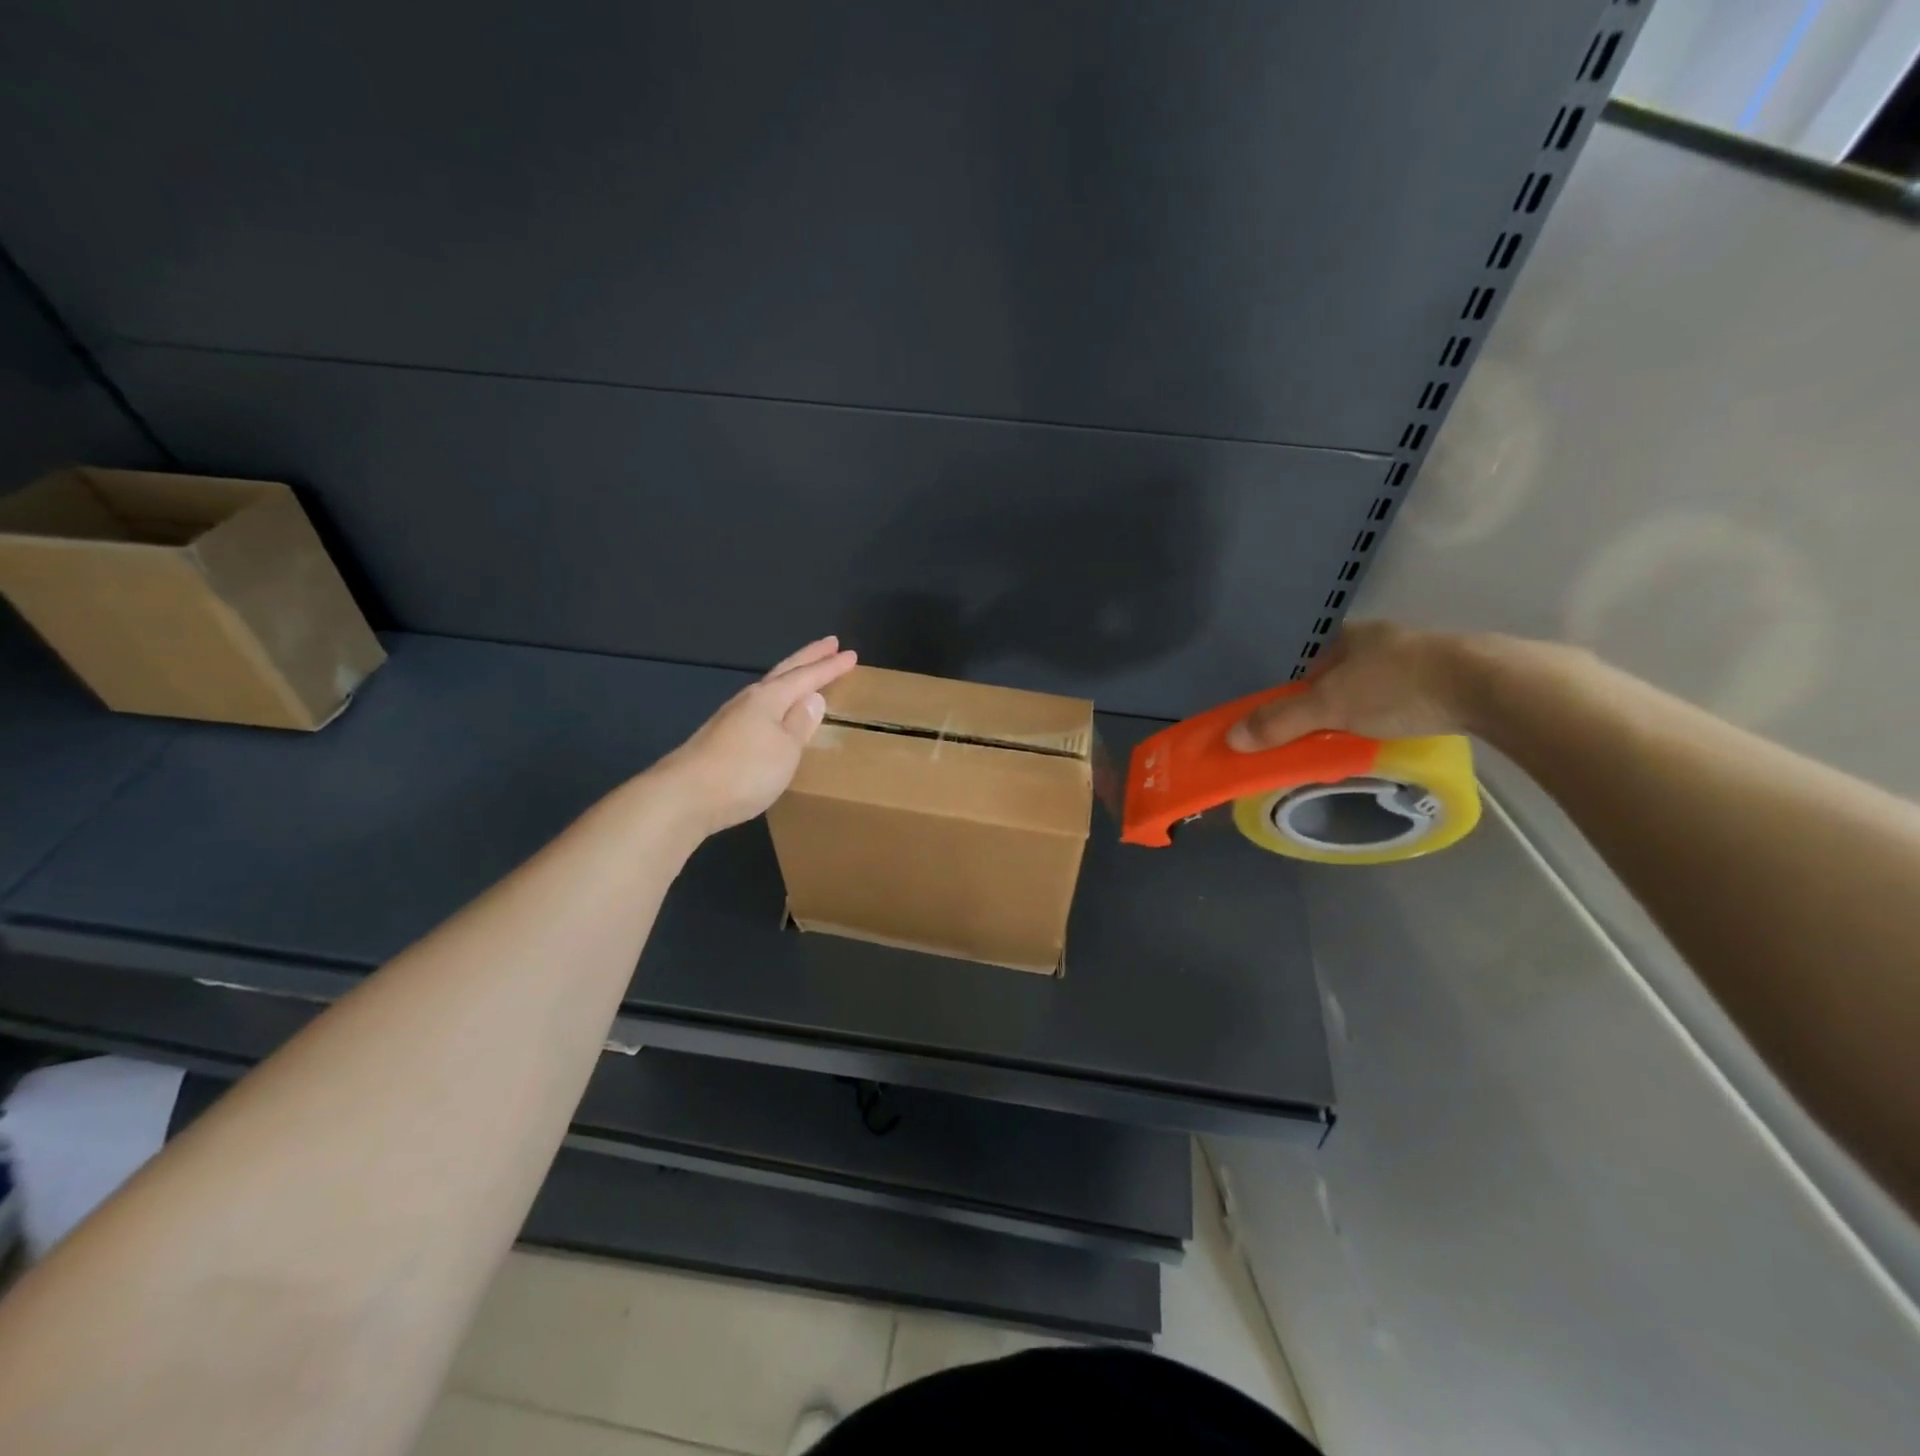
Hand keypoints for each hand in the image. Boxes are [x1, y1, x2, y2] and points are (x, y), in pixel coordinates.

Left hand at [653, 637, 857, 834]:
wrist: (684, 796)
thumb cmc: (745, 771)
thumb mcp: (785, 750)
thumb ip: (800, 723)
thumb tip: (813, 698)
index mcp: (769, 698)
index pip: (807, 677)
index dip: (830, 667)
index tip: (851, 654)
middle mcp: (749, 700)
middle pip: (784, 672)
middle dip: (809, 658)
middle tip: (830, 644)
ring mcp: (731, 718)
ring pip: (769, 688)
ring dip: (790, 678)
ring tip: (805, 673)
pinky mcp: (720, 738)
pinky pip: (758, 708)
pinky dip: (775, 701)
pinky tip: (775, 713)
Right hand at [1226, 621, 1474, 750]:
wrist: (1491, 686)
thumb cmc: (1399, 687)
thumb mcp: (1330, 707)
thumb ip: (1281, 721)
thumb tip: (1231, 738)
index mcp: (1354, 636)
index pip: (1314, 663)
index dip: (1301, 691)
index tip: (1300, 720)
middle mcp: (1388, 638)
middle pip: (1348, 673)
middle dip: (1337, 702)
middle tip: (1333, 734)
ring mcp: (1428, 653)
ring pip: (1384, 683)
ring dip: (1373, 708)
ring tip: (1371, 738)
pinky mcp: (1460, 674)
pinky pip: (1418, 694)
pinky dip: (1407, 712)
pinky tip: (1410, 730)